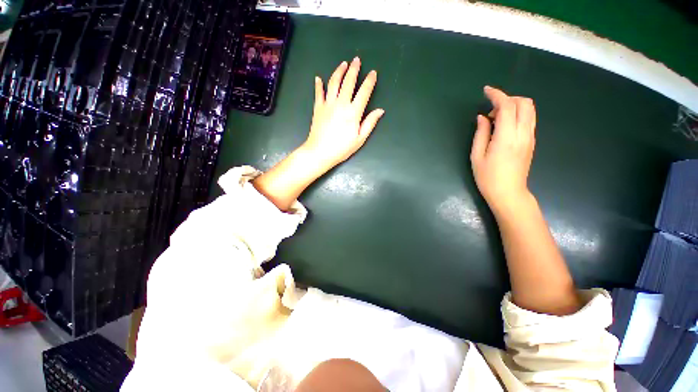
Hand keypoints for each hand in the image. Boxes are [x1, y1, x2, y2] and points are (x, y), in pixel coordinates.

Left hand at [302, 58, 384, 170]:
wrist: (320, 152)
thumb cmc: (342, 148)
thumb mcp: (360, 139)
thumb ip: (370, 123)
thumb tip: (380, 110)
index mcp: (353, 112)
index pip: (364, 92)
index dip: (369, 81)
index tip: (373, 73)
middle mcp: (341, 104)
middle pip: (348, 82)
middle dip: (354, 70)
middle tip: (357, 60)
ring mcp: (328, 104)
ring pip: (334, 83)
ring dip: (339, 71)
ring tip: (343, 64)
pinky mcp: (318, 107)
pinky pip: (318, 93)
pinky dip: (318, 85)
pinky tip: (318, 78)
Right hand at [470, 86, 535, 213]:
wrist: (508, 193)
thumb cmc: (487, 177)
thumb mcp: (477, 156)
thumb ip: (480, 133)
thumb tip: (482, 117)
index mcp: (507, 137)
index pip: (507, 106)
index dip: (497, 94)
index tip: (486, 90)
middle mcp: (523, 133)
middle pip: (524, 103)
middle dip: (507, 98)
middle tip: (490, 111)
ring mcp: (530, 137)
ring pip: (530, 109)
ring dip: (514, 106)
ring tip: (497, 119)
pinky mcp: (531, 141)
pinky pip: (529, 119)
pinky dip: (518, 114)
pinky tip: (504, 126)